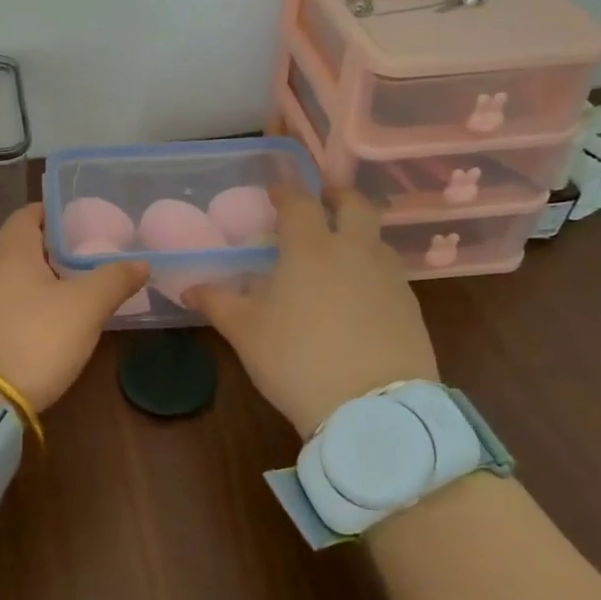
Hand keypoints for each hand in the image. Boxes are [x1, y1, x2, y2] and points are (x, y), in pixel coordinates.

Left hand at [0, 204, 149, 411]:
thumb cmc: (35, 339)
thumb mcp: (85, 308)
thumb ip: (114, 280)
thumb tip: (140, 262)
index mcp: (11, 254)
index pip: (25, 216)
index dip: (48, 213)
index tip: (72, 219)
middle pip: (17, 248)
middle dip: (47, 250)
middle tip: (81, 258)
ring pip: (8, 279)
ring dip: (35, 280)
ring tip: (68, 292)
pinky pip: (0, 306)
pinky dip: (22, 306)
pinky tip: (42, 325)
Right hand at [187, 181, 436, 438]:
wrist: (374, 409)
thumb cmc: (297, 360)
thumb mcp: (245, 333)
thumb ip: (217, 303)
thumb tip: (188, 288)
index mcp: (310, 248)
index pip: (298, 202)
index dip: (285, 191)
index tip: (275, 189)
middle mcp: (354, 251)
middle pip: (354, 204)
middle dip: (336, 195)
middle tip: (322, 199)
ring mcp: (389, 278)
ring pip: (376, 239)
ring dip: (358, 233)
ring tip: (338, 251)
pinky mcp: (411, 307)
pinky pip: (389, 273)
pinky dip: (372, 269)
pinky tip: (359, 294)